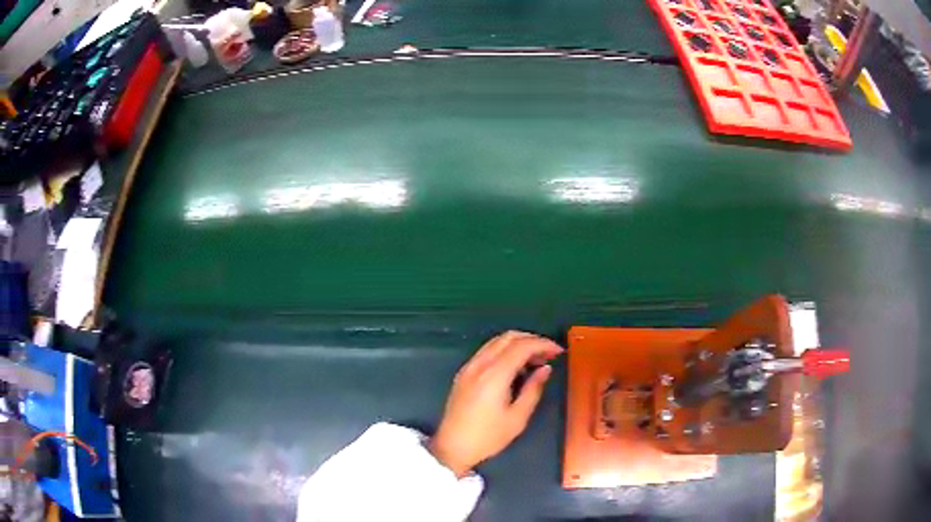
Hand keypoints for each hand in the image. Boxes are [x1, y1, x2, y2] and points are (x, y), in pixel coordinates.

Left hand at [429, 331, 563, 476]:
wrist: (452, 447)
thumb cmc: (488, 437)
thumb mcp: (518, 418)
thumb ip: (533, 389)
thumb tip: (545, 369)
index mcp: (494, 375)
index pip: (521, 346)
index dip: (543, 344)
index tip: (558, 351)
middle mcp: (480, 365)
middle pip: (508, 337)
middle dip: (531, 340)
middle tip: (548, 354)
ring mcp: (469, 367)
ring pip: (496, 342)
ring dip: (517, 344)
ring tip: (535, 360)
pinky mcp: (464, 373)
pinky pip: (487, 351)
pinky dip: (504, 351)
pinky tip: (515, 367)